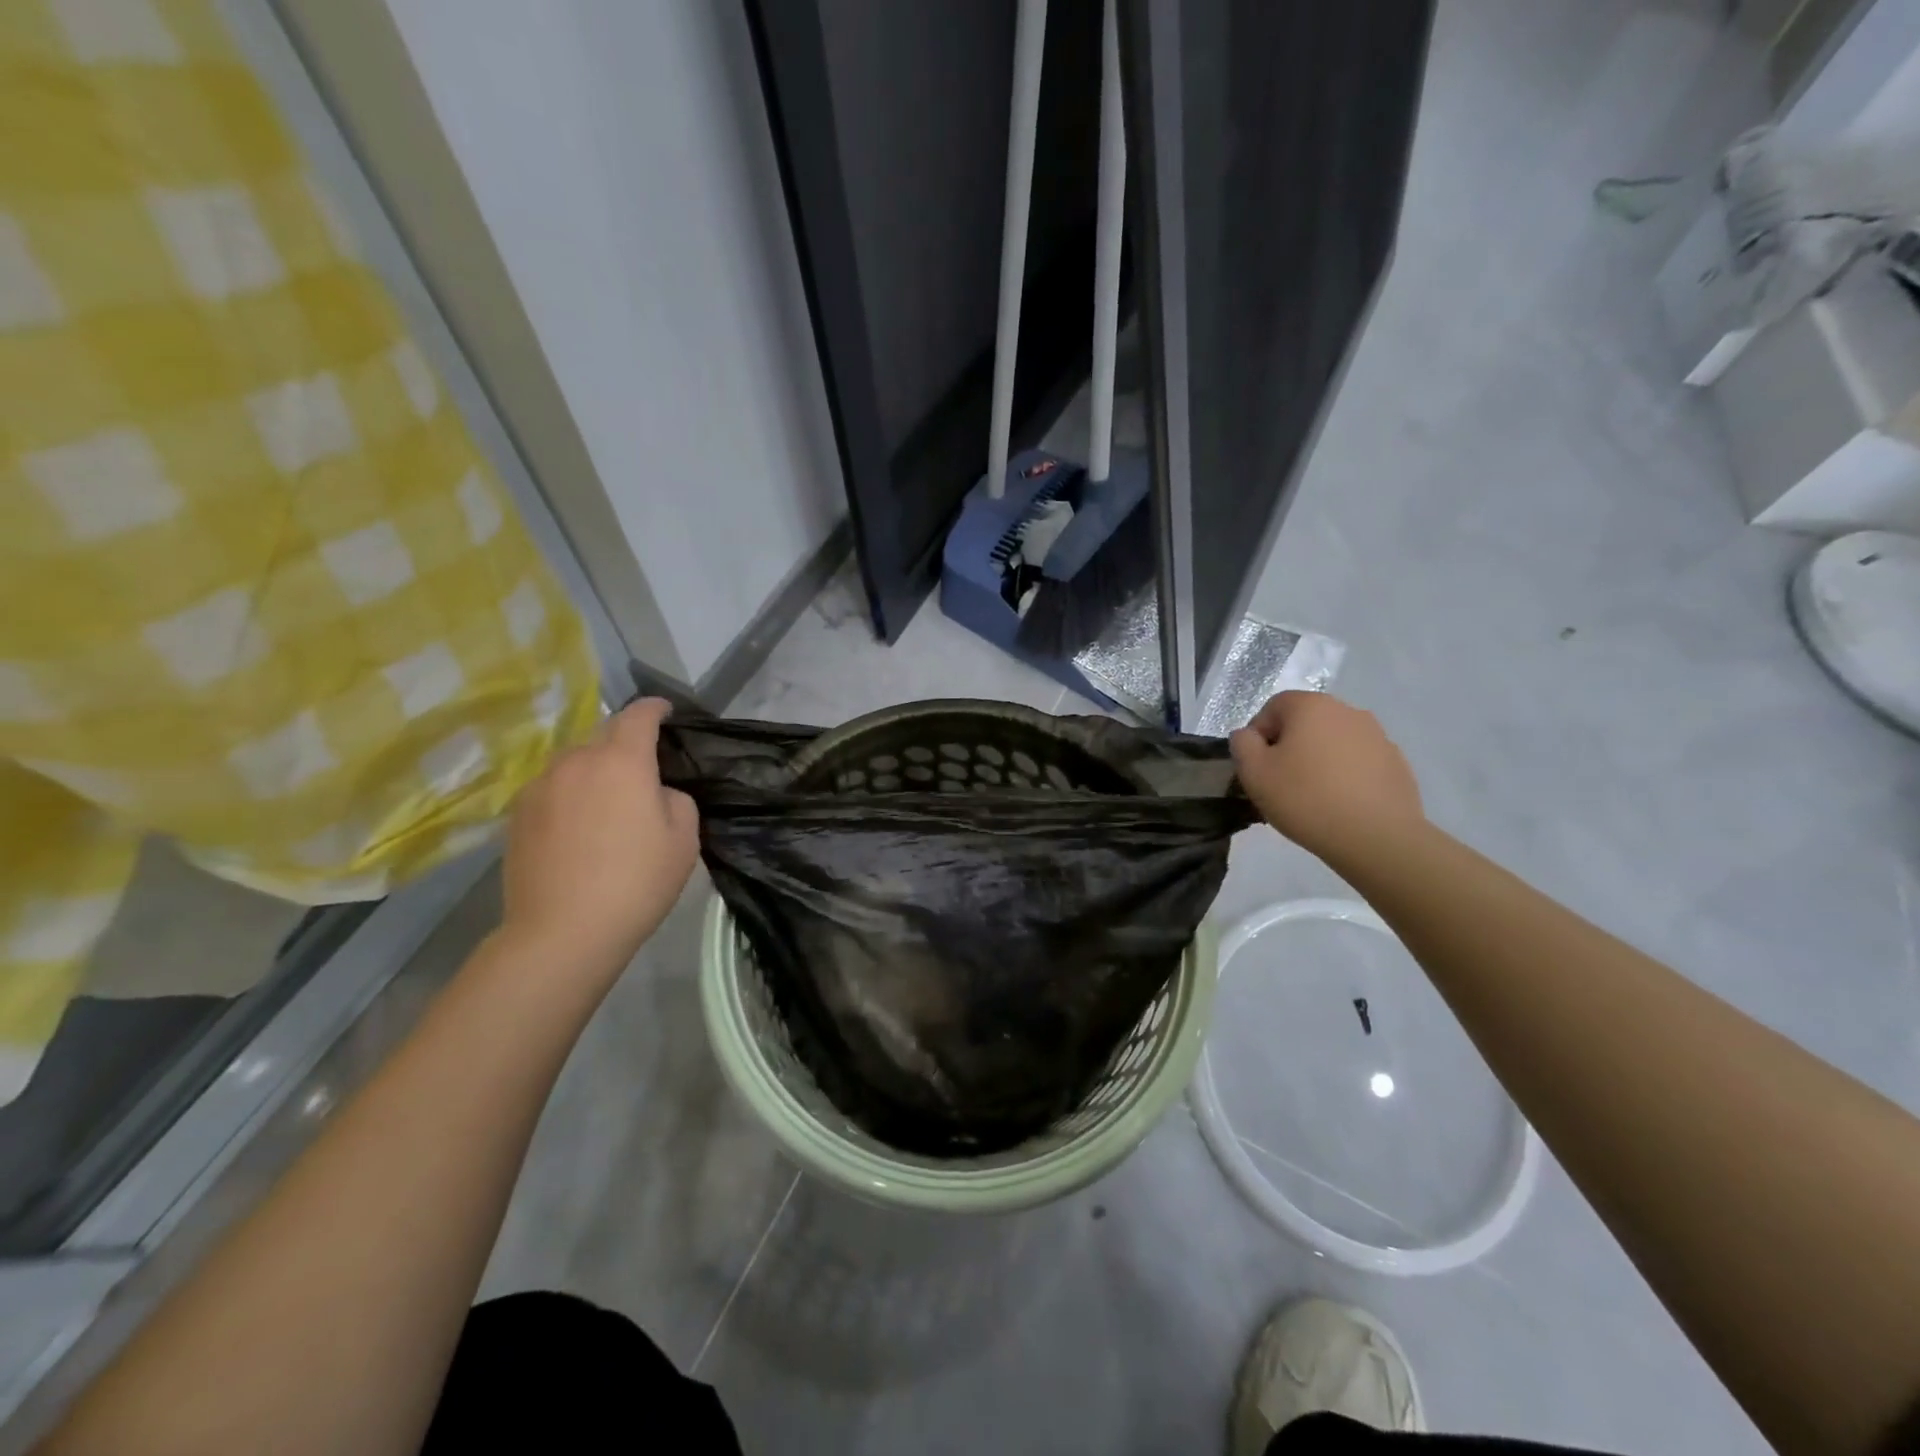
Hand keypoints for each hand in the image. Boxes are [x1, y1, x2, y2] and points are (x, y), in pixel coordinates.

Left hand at [500, 698, 699, 975]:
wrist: (562, 933)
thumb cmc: (636, 882)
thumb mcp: (684, 838)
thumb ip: (675, 798)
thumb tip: (654, 793)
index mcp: (622, 761)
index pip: (639, 715)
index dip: (655, 708)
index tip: (666, 712)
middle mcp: (575, 762)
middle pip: (603, 737)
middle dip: (625, 744)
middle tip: (643, 772)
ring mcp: (539, 787)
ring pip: (574, 764)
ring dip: (595, 771)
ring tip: (608, 804)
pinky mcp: (516, 816)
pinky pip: (552, 790)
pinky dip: (570, 796)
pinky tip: (579, 830)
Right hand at [1228, 692, 1424, 862]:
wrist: (1376, 837)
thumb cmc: (1306, 798)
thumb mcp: (1253, 772)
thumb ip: (1242, 744)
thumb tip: (1249, 736)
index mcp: (1311, 706)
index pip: (1273, 707)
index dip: (1258, 736)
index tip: (1258, 768)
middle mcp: (1347, 710)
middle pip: (1305, 722)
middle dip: (1289, 747)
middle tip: (1281, 782)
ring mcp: (1377, 735)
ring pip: (1333, 742)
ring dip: (1318, 760)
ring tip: (1313, 796)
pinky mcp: (1396, 762)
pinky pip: (1358, 761)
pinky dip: (1345, 775)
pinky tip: (1340, 803)